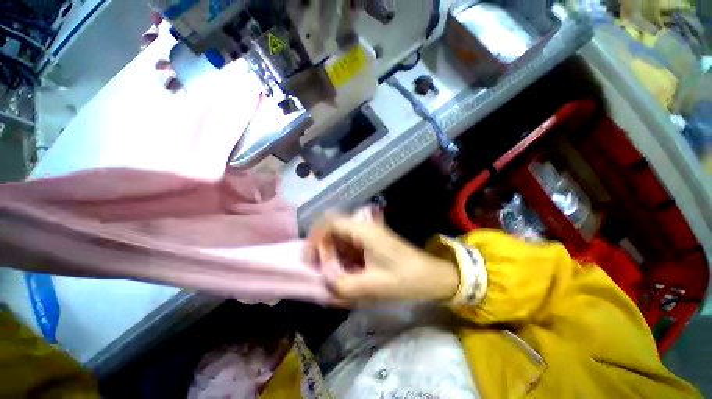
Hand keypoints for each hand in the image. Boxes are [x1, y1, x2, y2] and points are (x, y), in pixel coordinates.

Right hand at [308, 214, 459, 304]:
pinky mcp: (371, 243)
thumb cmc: (407, 278)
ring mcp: (368, 235)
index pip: (332, 222)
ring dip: (333, 254)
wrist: (432, 277)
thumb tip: (325, 282)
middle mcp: (365, 228)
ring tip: (332, 275)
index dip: (316, 236)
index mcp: (365, 232)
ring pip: (341, 238)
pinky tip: (345, 273)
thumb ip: (345, 286)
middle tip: (321, 270)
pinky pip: (350, 246)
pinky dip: (343, 258)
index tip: (310, 257)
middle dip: (323, 248)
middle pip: (334, 229)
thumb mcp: (375, 286)